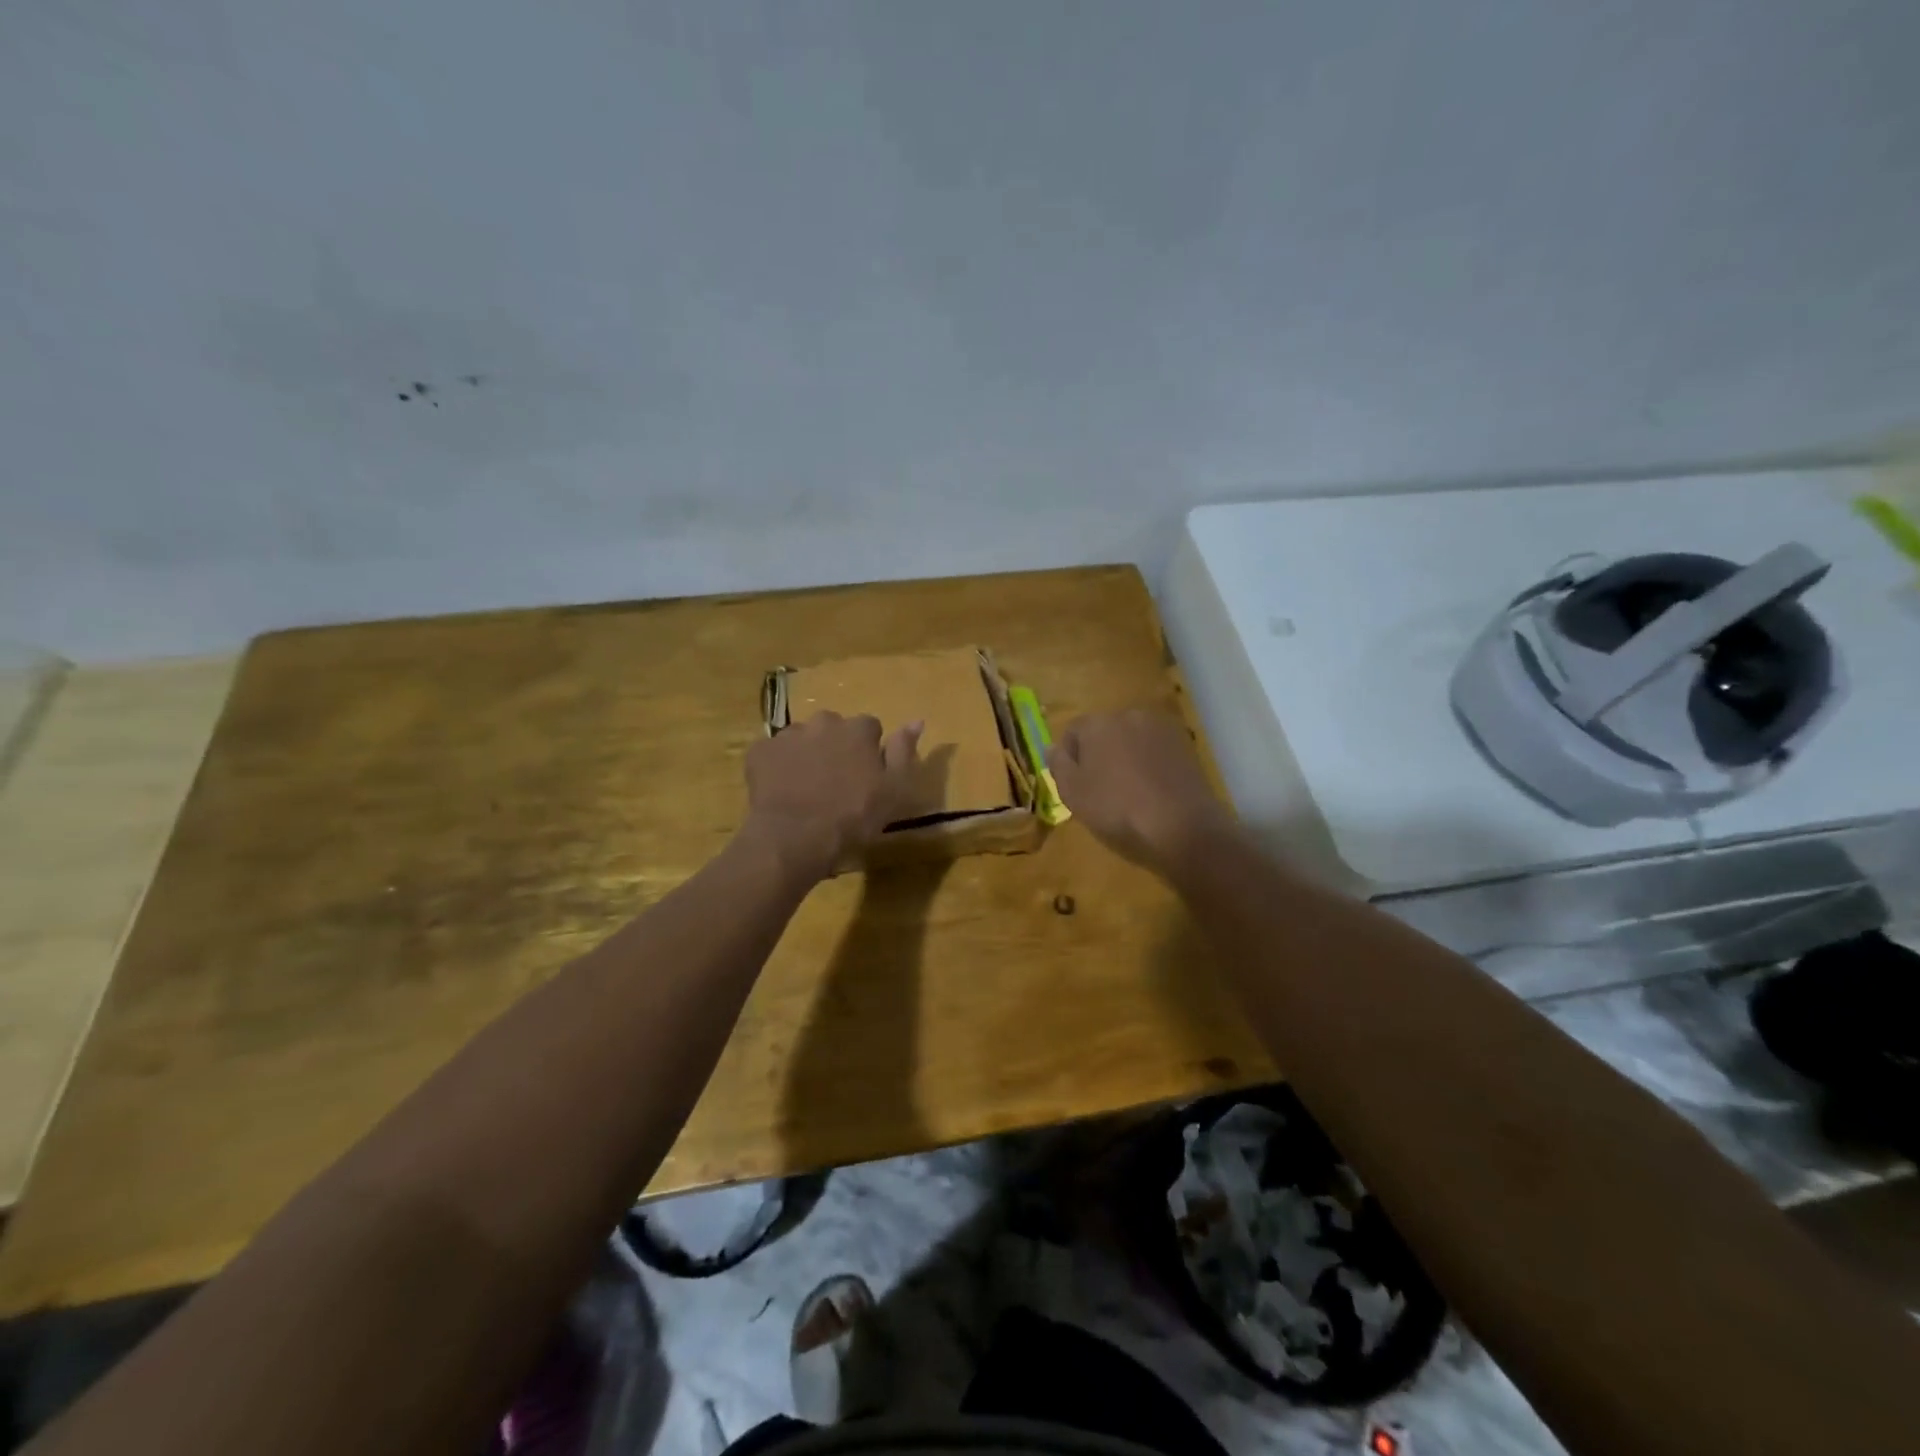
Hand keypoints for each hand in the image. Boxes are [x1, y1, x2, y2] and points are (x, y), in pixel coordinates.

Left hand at [742, 712, 923, 881]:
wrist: (795, 837)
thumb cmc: (852, 817)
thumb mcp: (893, 790)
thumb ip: (904, 752)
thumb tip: (916, 720)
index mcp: (858, 730)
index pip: (870, 728)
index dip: (869, 751)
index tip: (866, 776)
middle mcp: (824, 722)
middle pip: (834, 728)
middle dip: (836, 748)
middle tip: (835, 783)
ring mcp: (788, 735)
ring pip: (803, 738)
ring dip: (807, 755)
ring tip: (806, 789)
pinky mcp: (760, 752)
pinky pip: (772, 753)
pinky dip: (777, 766)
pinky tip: (782, 791)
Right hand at [1047, 709, 1233, 873]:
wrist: (1183, 827)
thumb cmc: (1118, 810)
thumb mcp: (1073, 794)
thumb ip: (1058, 765)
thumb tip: (1052, 747)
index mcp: (1098, 723)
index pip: (1072, 731)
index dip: (1069, 758)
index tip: (1074, 785)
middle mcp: (1129, 715)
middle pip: (1104, 732)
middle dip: (1098, 754)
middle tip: (1099, 790)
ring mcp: (1161, 729)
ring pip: (1131, 740)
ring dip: (1125, 758)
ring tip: (1128, 792)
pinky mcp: (1185, 745)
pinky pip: (1155, 751)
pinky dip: (1149, 765)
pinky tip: (1152, 791)